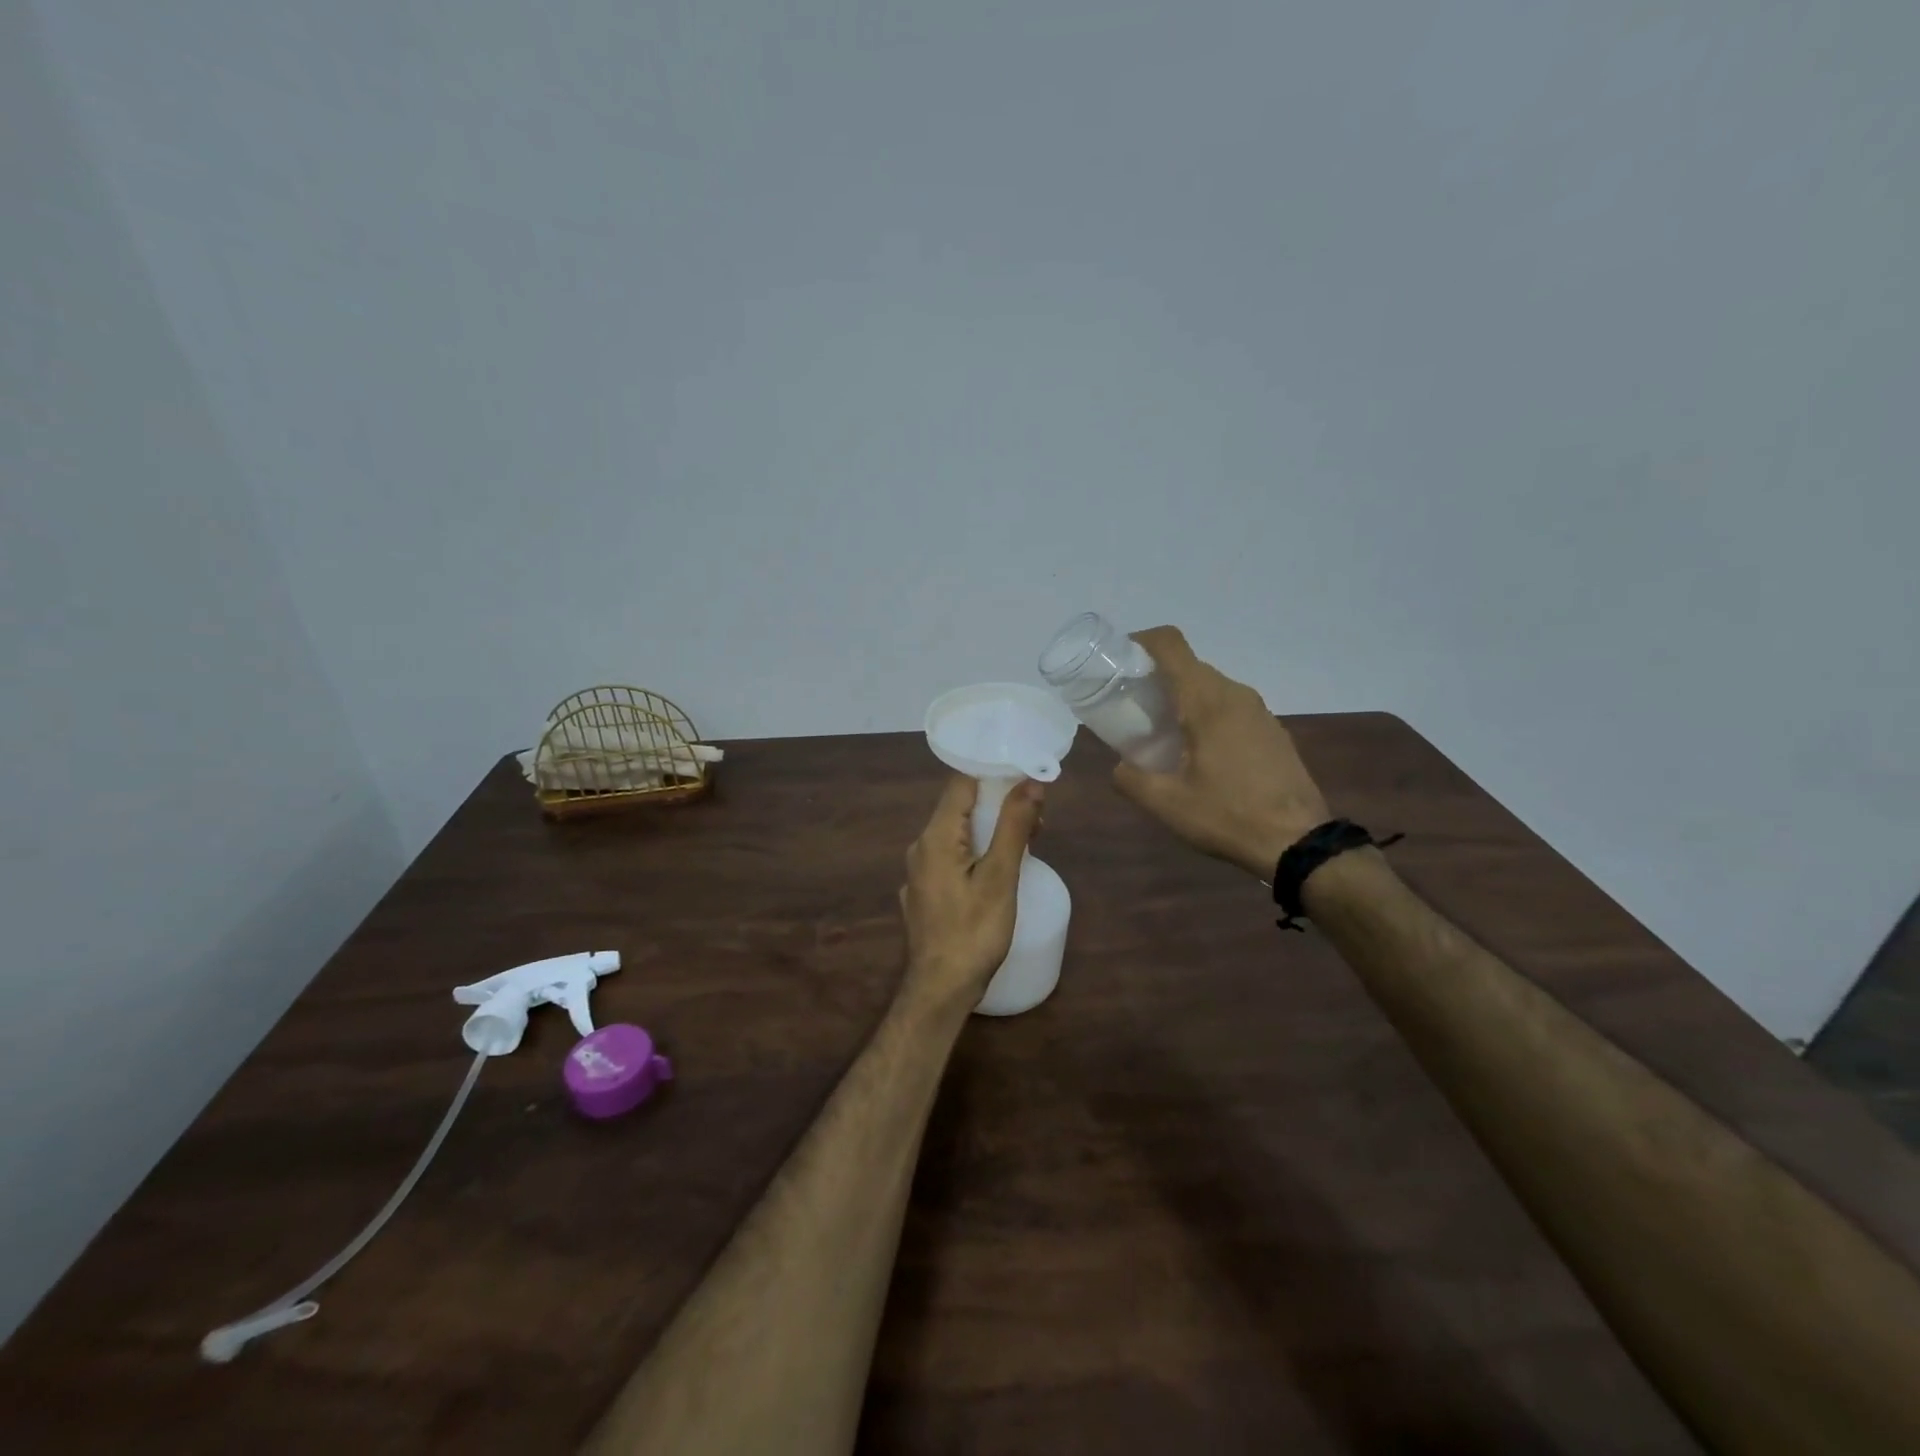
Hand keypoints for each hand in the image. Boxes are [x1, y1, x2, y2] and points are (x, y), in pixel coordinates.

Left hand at [899, 774, 1044, 1012]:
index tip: (1027, 775)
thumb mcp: (1000, 878)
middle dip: (998, 804)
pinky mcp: (925, 893)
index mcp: (936, 837)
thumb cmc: (973, 933)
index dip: (994, 774)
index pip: (961, 784)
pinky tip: (997, 871)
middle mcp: (921, 847)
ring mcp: (920, 872)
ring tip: (1027, 841)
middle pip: (960, 808)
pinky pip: (952, 858)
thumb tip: (1031, 782)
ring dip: (990, 830)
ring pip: (957, 835)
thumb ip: (1014, 827)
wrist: (940, 990)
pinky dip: (976, 853)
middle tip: (1037, 816)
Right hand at [1113, 626, 1329, 877]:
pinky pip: (1230, 707)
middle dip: (1156, 678)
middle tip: (1132, 708)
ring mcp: (1259, 711)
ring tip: (1162, 734)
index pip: (1171, 645)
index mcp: (1206, 701)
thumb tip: (1119, 766)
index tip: (1118, 662)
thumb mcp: (1166, 803)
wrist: (1299, 843)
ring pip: (1210, 687)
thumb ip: (1131, 778)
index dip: (1141, 642)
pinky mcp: (1272, 730)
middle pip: (1188, 666)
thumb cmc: (1227, 816)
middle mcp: (1235, 694)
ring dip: (1182, 699)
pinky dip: (1206, 715)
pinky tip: (1198, 753)